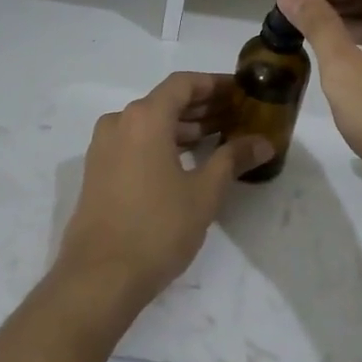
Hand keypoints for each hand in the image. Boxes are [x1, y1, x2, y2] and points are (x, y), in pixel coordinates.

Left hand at [57, 73, 271, 313]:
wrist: (99, 277)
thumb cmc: (157, 228)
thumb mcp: (204, 193)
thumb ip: (233, 159)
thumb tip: (263, 142)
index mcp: (144, 117)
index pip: (183, 84)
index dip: (214, 84)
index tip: (240, 90)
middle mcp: (119, 122)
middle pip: (165, 101)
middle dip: (202, 106)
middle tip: (236, 115)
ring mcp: (104, 147)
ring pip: (149, 123)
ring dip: (182, 126)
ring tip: (217, 139)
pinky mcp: (98, 170)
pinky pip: (134, 142)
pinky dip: (161, 143)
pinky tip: (186, 161)